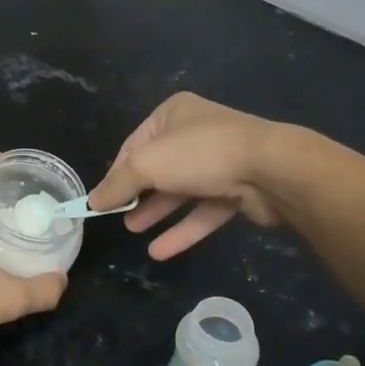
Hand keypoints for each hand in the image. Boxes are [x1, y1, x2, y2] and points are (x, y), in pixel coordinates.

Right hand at [88, 94, 296, 259]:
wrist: (272, 169)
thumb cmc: (199, 154)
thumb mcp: (146, 165)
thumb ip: (117, 184)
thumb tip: (92, 201)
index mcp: (173, 114)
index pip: (134, 144)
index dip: (116, 173)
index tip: (101, 199)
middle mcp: (196, 133)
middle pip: (158, 167)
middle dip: (137, 193)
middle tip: (118, 217)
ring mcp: (220, 161)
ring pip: (181, 190)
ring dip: (157, 211)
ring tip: (133, 231)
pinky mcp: (238, 190)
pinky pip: (203, 210)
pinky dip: (183, 229)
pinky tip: (160, 251)